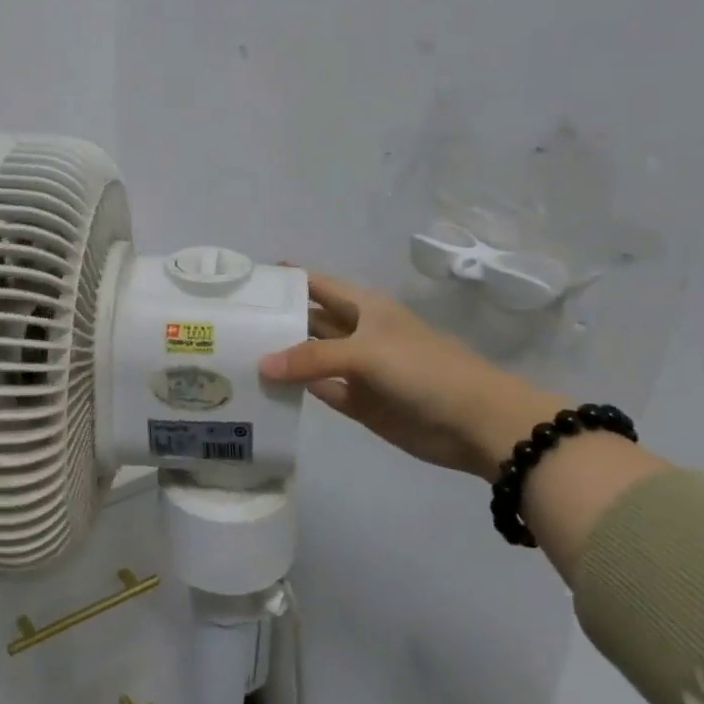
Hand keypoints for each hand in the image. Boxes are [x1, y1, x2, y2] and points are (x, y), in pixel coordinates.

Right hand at [259, 270, 564, 480]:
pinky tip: (265, 389)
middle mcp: (356, 333)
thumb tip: (261, 366)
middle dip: (275, 320)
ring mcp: (356, 368)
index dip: (285, 281)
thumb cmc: (423, 370)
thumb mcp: (366, 353)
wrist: (476, 423)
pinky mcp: (358, 402)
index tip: (244, 282)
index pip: (316, 285)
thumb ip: (312, 358)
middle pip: (308, 321)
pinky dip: (296, 390)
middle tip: (228, 325)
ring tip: (235, 356)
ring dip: (281, 357)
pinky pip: (319, 390)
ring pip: (310, 357)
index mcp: (363, 307)